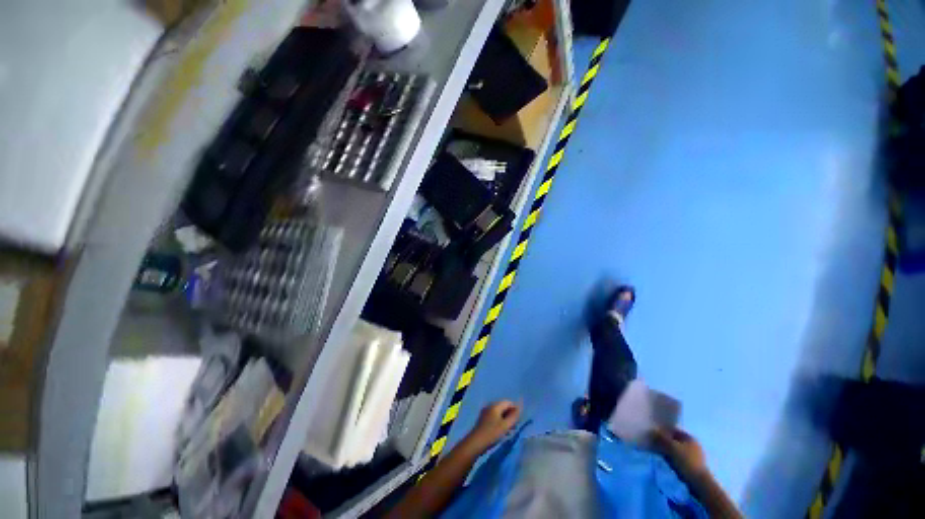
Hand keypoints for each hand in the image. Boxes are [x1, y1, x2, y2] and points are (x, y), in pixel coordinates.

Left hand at [466, 400, 521, 450]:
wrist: (475, 443)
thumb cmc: (492, 433)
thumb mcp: (505, 426)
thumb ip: (514, 416)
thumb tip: (520, 408)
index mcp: (495, 405)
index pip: (508, 402)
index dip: (515, 409)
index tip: (519, 420)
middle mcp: (490, 406)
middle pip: (503, 406)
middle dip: (510, 415)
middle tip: (515, 426)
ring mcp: (485, 412)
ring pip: (499, 412)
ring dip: (505, 419)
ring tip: (509, 430)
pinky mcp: (483, 419)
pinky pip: (494, 417)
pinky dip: (500, 422)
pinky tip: (501, 431)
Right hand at [651, 427, 707, 476]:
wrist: (699, 482)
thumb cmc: (685, 461)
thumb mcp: (671, 447)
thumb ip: (661, 437)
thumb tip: (653, 431)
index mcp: (689, 437)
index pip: (673, 430)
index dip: (663, 432)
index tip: (653, 436)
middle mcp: (693, 444)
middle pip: (675, 441)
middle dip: (665, 443)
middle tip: (655, 445)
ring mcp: (694, 456)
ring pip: (676, 450)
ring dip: (668, 451)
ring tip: (660, 455)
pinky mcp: (693, 466)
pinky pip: (679, 459)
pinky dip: (673, 459)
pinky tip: (668, 463)